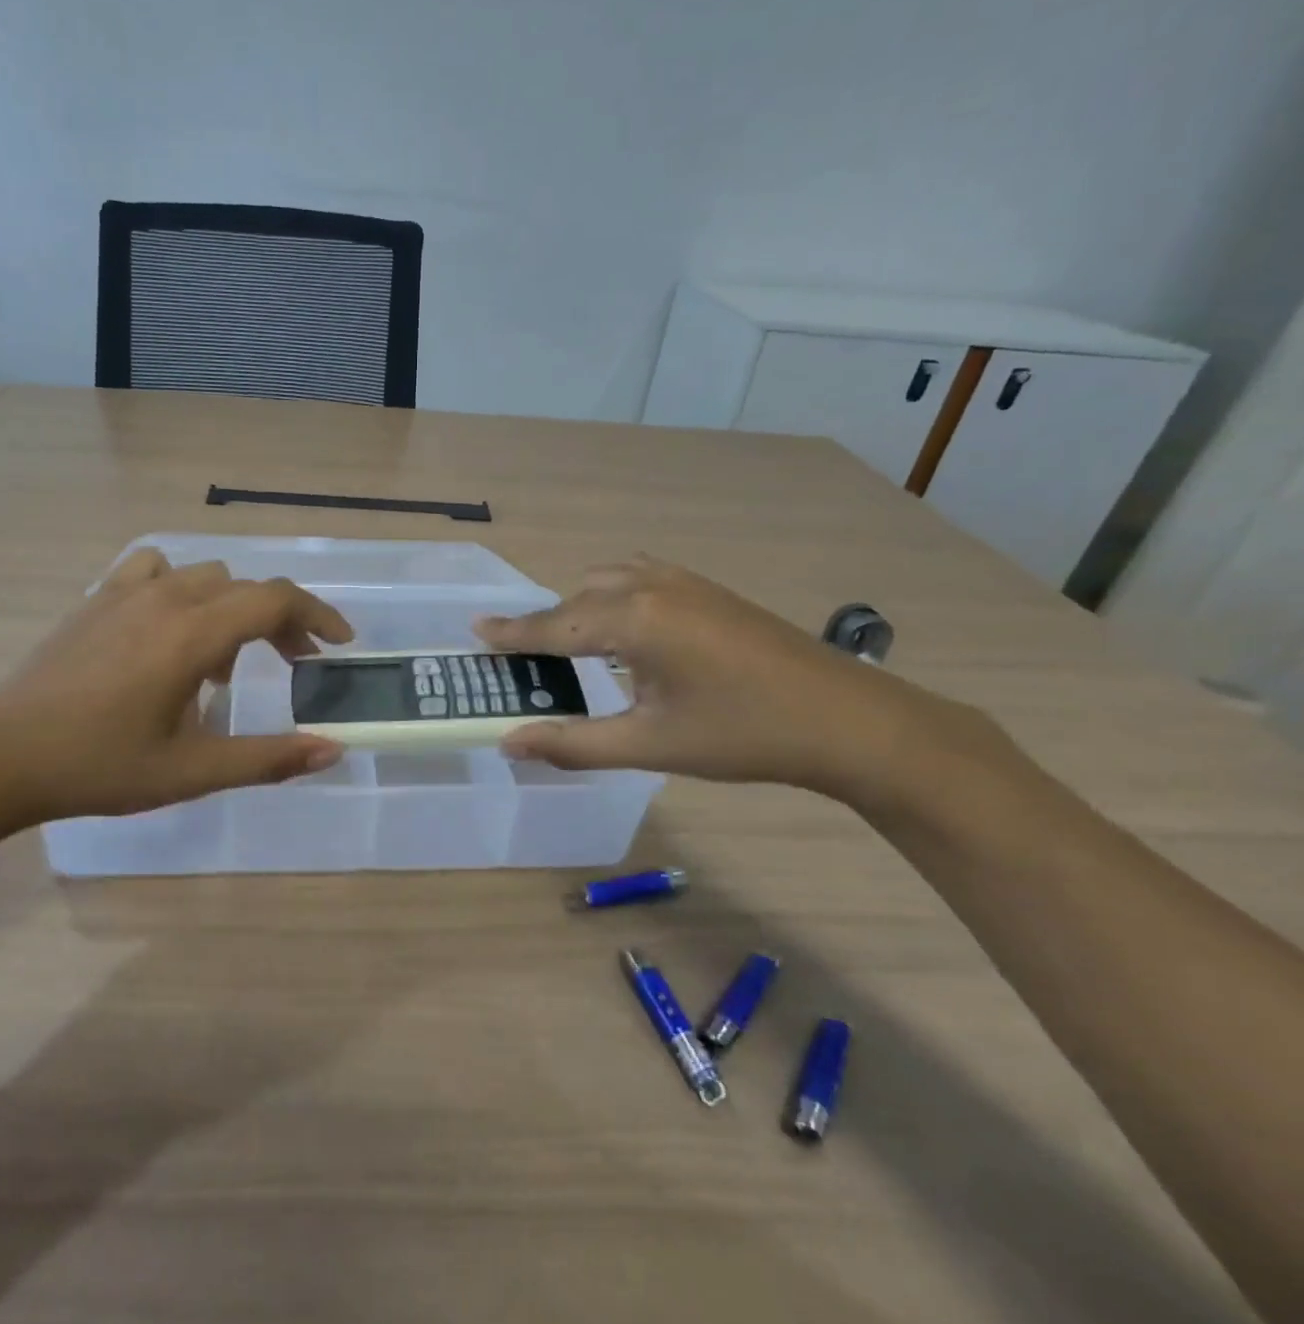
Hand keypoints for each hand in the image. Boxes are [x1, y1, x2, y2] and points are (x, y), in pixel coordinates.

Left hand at [0, 549, 353, 835]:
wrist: (1, 757)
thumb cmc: (100, 767)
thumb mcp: (192, 771)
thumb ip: (268, 758)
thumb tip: (331, 751)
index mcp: (192, 635)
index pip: (275, 600)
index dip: (317, 616)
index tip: (338, 646)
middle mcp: (166, 598)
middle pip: (246, 588)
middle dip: (281, 621)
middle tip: (292, 665)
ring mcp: (126, 591)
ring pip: (204, 576)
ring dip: (232, 608)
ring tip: (223, 660)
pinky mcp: (97, 598)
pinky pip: (155, 570)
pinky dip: (181, 589)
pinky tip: (169, 627)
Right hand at [475, 557, 975, 800]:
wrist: (848, 720)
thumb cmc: (742, 735)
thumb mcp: (650, 745)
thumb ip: (573, 742)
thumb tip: (508, 742)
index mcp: (632, 620)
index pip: (553, 626)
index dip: (511, 633)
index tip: (475, 629)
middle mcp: (650, 587)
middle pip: (576, 599)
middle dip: (546, 625)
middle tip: (524, 658)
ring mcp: (684, 582)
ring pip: (609, 581)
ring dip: (581, 606)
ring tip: (572, 645)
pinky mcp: (708, 589)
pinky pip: (640, 578)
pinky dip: (614, 597)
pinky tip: (626, 630)